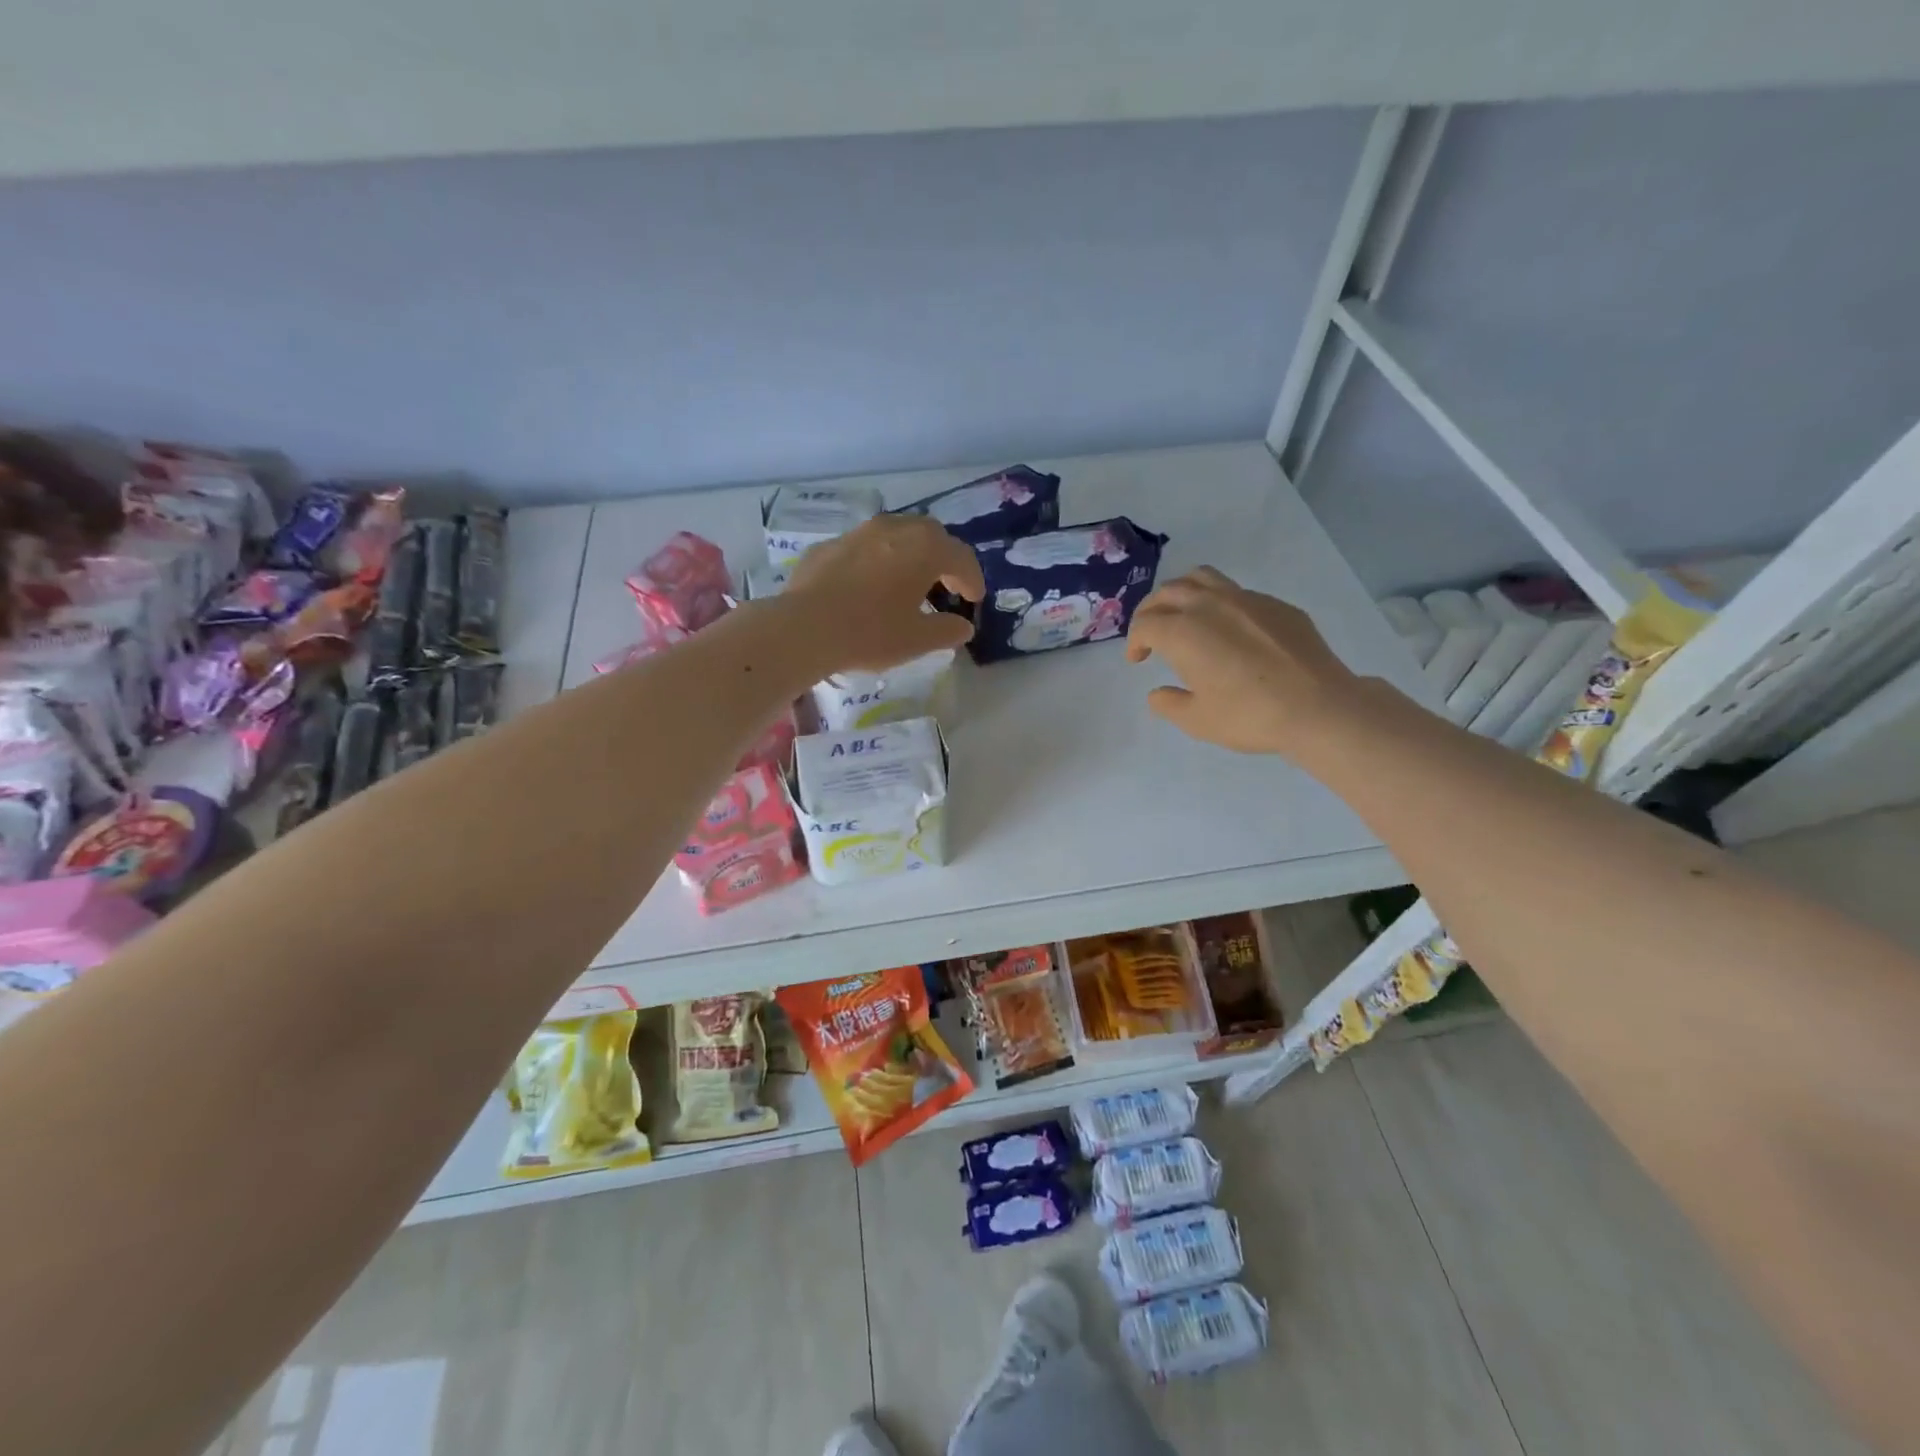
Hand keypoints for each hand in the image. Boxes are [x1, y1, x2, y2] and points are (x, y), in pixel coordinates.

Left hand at [784, 514, 984, 673]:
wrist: (804, 627)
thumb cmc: (871, 632)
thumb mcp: (917, 640)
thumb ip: (947, 630)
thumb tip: (963, 626)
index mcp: (925, 548)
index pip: (961, 557)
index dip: (972, 579)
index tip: (973, 599)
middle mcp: (895, 529)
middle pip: (931, 535)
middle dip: (943, 558)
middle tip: (945, 585)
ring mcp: (859, 533)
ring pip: (896, 535)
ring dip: (909, 555)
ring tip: (908, 583)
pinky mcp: (830, 546)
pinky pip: (865, 548)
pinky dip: (877, 562)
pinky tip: (869, 587)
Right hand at [1126, 566, 1357, 755]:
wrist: (1318, 706)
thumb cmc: (1250, 716)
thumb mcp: (1198, 721)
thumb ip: (1169, 704)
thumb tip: (1157, 693)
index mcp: (1183, 632)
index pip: (1145, 624)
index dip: (1135, 641)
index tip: (1137, 660)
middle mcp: (1209, 605)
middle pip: (1168, 593)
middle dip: (1151, 611)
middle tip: (1151, 634)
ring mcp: (1245, 599)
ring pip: (1201, 578)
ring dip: (1182, 593)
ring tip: (1183, 615)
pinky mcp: (1275, 605)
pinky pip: (1236, 592)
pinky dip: (1218, 603)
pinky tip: (1229, 630)